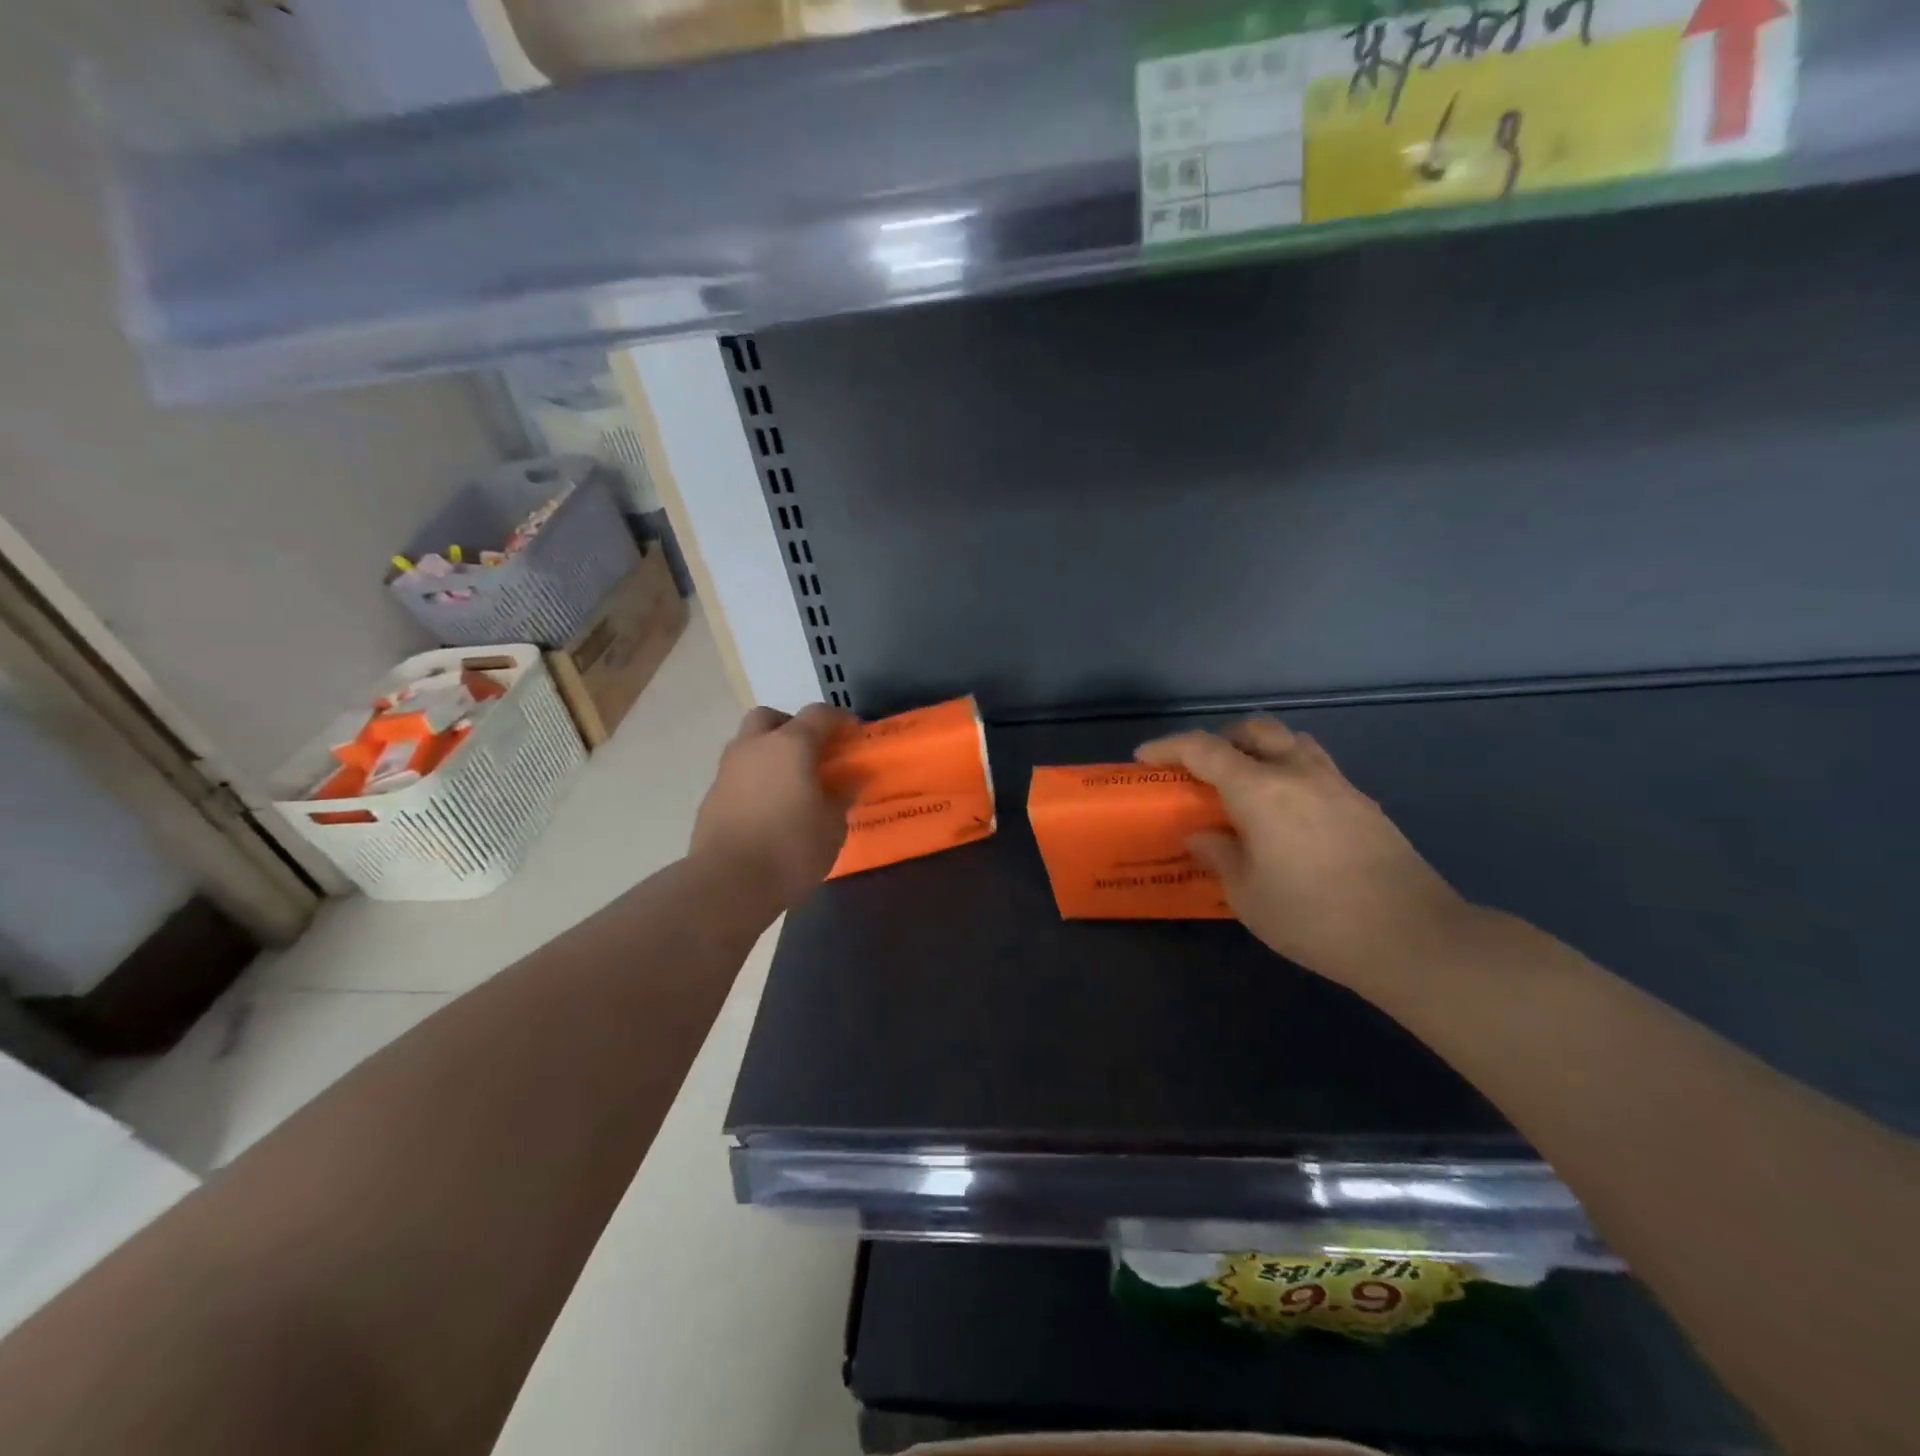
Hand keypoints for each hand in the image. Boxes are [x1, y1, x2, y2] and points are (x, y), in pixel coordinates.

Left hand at [691, 704, 854, 908]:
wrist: (727, 884)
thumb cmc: (790, 848)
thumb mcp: (832, 826)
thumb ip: (842, 796)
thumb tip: (850, 780)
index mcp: (790, 745)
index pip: (818, 714)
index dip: (840, 720)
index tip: (854, 733)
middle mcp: (754, 747)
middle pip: (771, 717)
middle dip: (793, 726)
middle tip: (813, 751)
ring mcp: (727, 770)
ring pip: (749, 743)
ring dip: (770, 752)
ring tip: (791, 781)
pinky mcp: (711, 796)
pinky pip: (738, 773)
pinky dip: (755, 778)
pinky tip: (769, 806)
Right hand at [1136, 718, 1473, 994]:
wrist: (1411, 937)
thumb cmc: (1314, 917)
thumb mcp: (1247, 895)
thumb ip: (1219, 855)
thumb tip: (1203, 835)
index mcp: (1260, 790)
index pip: (1204, 749)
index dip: (1169, 747)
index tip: (1145, 758)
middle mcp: (1298, 773)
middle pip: (1255, 729)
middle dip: (1222, 739)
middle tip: (1203, 770)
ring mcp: (1337, 784)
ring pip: (1292, 742)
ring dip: (1262, 751)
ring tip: (1248, 787)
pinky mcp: (1364, 804)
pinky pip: (1318, 768)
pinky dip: (1292, 774)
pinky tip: (1290, 816)